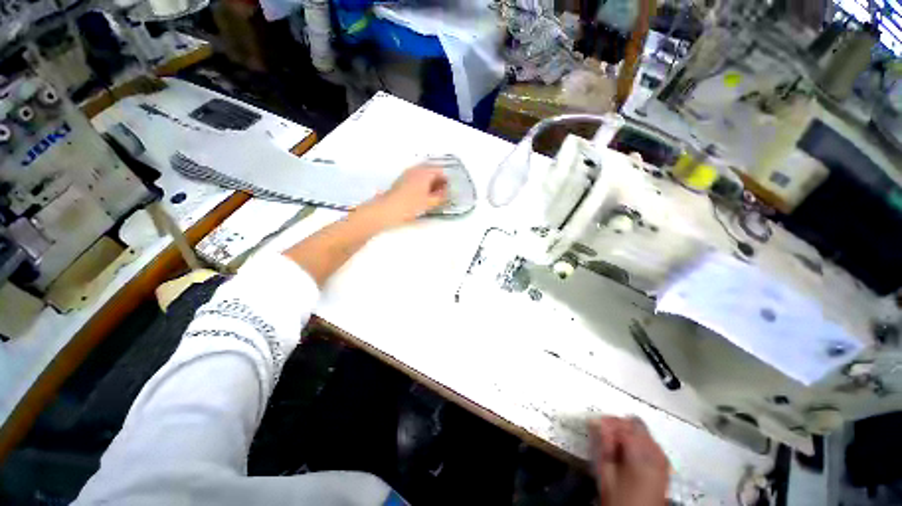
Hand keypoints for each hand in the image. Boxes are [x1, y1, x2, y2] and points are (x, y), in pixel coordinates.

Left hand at [357, 165, 447, 228]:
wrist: (388, 209)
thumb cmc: (411, 205)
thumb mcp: (430, 202)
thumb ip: (441, 196)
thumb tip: (446, 192)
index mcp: (425, 172)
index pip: (440, 172)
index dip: (446, 181)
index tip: (448, 191)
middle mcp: (416, 170)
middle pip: (431, 171)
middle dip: (438, 181)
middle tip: (441, 194)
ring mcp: (407, 174)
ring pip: (423, 175)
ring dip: (429, 183)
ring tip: (432, 197)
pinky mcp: (401, 180)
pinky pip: (416, 179)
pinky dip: (421, 185)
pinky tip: (421, 196)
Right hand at [588, 416, 669, 505]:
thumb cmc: (620, 498)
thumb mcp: (606, 472)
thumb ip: (604, 445)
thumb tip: (597, 422)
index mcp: (641, 454)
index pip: (622, 424)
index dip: (607, 422)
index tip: (594, 425)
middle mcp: (656, 452)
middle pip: (635, 424)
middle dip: (618, 425)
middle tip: (603, 434)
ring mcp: (662, 458)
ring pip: (643, 431)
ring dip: (627, 432)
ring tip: (613, 444)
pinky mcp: (663, 464)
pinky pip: (649, 442)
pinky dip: (636, 440)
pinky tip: (627, 451)